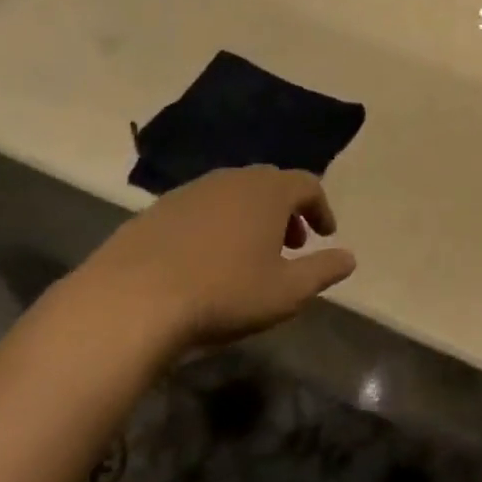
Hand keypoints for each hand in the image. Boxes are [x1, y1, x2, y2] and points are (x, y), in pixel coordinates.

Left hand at [73, 167, 354, 354]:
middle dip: (286, 211)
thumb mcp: (287, 292)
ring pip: (232, 193)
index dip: (321, 208)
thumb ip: (323, 271)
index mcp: (268, 192)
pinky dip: (215, 224)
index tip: (325, 235)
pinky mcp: (155, 210)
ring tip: (249, 253)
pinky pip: (199, 208)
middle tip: (291, 244)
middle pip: (270, 184)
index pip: (307, 184)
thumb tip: (350, 258)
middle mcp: (232, 179)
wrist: (131, 301)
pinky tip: (205, 259)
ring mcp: (190, 191)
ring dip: (250, 216)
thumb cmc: (224, 293)